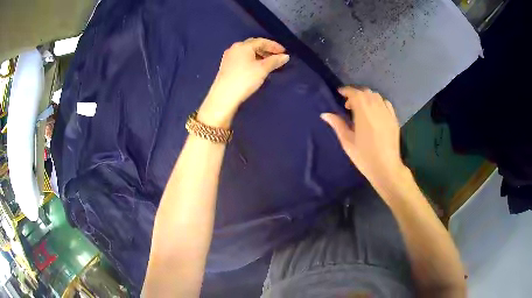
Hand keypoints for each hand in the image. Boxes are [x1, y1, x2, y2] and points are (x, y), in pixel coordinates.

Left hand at [198, 38, 289, 127]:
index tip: (284, 52)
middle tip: (277, 56)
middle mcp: (234, 48)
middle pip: (253, 45)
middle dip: (266, 50)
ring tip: (269, 63)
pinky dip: (251, 60)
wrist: (224, 96)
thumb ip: (275, 61)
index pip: (261, 41)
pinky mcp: (226, 66)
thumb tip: (285, 56)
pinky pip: (242, 59)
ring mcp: (229, 57)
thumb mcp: (263, 69)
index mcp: (243, 46)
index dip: (274, 46)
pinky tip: (256, 68)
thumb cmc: (245, 79)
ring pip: (247, 53)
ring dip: (259, 55)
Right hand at [321, 86, 406, 188]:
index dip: (347, 91)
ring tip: (362, 107)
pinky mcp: (394, 119)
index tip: (340, 93)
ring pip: (376, 96)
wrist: (386, 168)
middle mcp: (376, 109)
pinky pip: (386, 103)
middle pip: (366, 92)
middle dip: (356, 94)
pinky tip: (375, 111)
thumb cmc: (364, 157)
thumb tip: (325, 114)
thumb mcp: (347, 142)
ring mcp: (387, 113)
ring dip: (367, 97)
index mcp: (363, 113)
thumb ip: (337, 125)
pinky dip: (378, 102)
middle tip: (349, 104)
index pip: (355, 94)